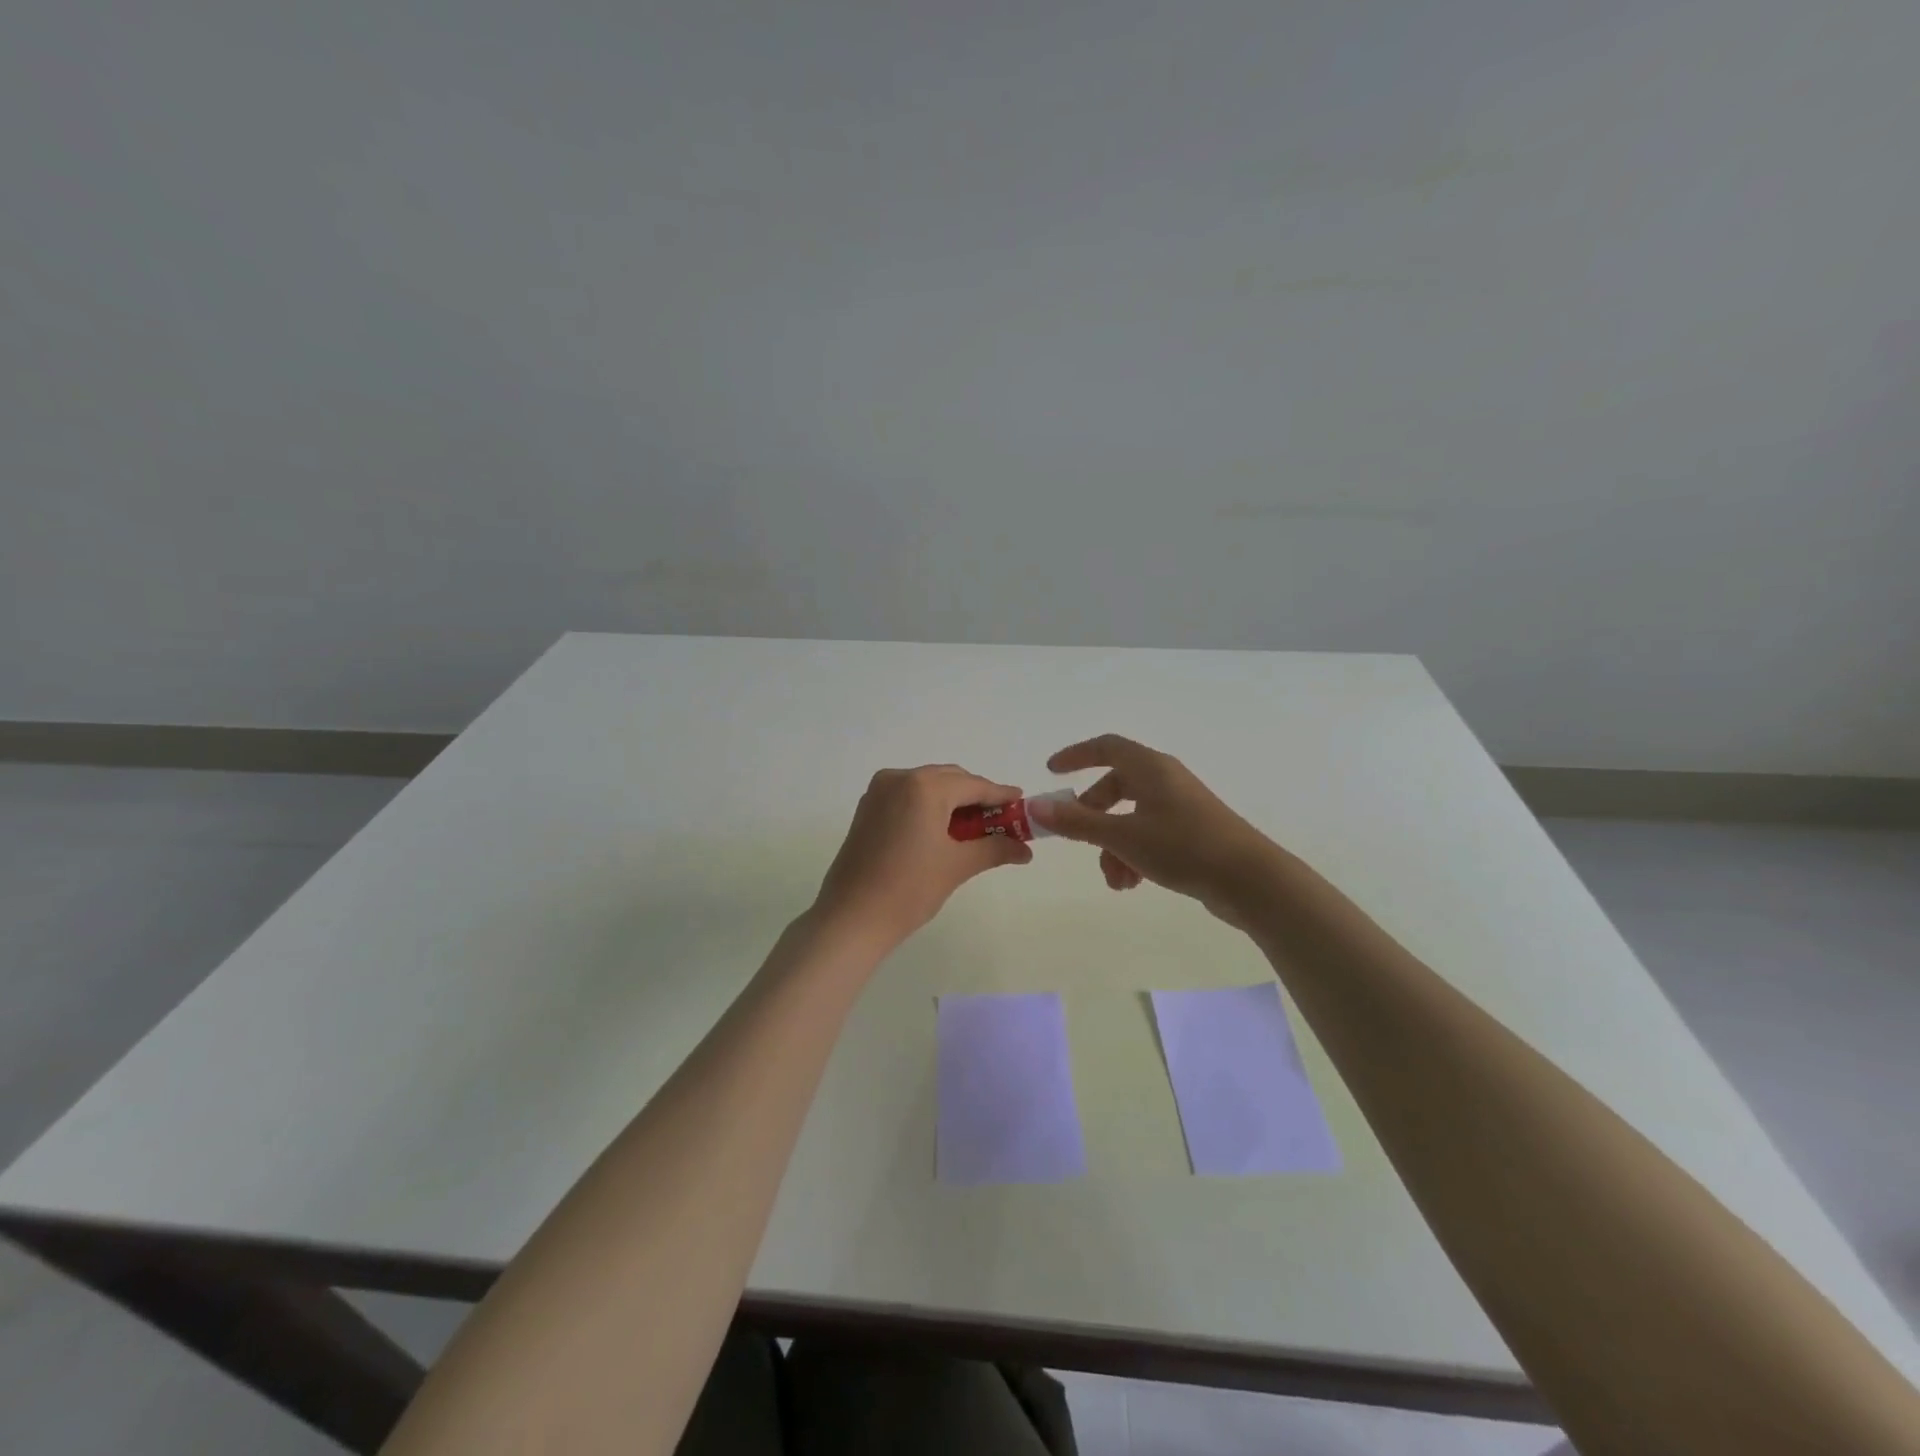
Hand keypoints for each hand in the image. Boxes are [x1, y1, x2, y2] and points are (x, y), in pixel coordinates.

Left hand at [812, 765, 1032, 950]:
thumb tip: (1026, 850)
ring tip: (975, 829)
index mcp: (924, 787)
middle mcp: (899, 778)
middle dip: (976, 798)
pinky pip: (908, 797)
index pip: (973, 785)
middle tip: (1001, 821)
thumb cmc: (909, 889)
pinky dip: (929, 807)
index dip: (1000, 795)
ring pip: (928, 786)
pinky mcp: (868, 808)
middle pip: (950, 780)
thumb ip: (995, 849)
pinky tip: (942, 830)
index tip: (1022, 803)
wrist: (852, 918)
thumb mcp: (957, 866)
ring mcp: (879, 792)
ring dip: (953, 802)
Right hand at [1029, 734, 1280, 925]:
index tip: (1052, 772)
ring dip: (1112, 846)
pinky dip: (1133, 854)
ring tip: (1115, 880)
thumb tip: (1036, 806)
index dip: (1076, 755)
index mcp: (1150, 768)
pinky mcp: (1192, 832)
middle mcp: (1165, 780)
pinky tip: (1132, 884)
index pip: (1106, 747)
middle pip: (1115, 786)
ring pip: (1130, 817)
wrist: (1250, 880)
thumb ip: (1077, 822)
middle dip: (1092, 816)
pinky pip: (1149, 834)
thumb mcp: (1122, 836)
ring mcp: (1181, 806)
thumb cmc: (1183, 847)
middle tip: (1076, 838)